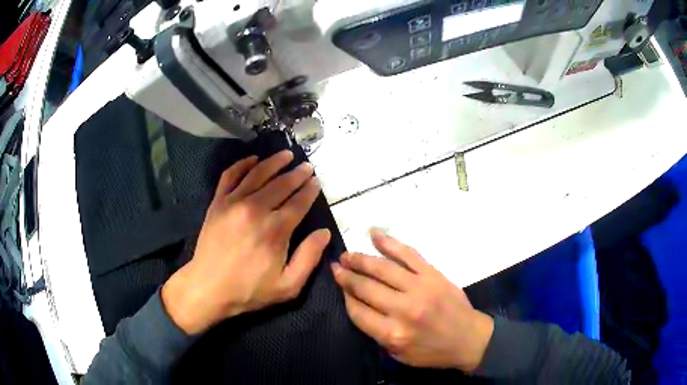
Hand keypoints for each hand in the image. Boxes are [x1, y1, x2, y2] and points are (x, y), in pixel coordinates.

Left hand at [162, 151, 330, 334]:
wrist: (208, 288)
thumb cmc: (249, 290)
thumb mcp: (288, 286)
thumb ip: (309, 257)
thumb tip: (324, 232)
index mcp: (275, 230)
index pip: (299, 202)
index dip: (310, 190)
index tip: (316, 182)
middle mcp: (255, 209)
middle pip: (281, 184)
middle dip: (297, 174)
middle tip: (307, 166)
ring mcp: (233, 203)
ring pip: (258, 174)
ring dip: (274, 162)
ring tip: (286, 155)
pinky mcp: (217, 203)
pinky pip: (230, 176)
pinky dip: (242, 164)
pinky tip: (252, 159)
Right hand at [332, 229, 493, 371]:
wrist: (469, 339)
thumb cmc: (432, 351)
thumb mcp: (399, 354)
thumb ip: (376, 333)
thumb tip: (358, 305)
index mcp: (393, 333)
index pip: (358, 311)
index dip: (345, 296)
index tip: (339, 286)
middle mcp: (404, 309)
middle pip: (366, 287)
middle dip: (347, 276)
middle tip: (336, 266)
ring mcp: (420, 288)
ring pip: (383, 268)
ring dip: (361, 259)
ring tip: (347, 254)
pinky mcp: (433, 274)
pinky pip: (408, 254)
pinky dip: (390, 243)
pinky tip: (374, 234)